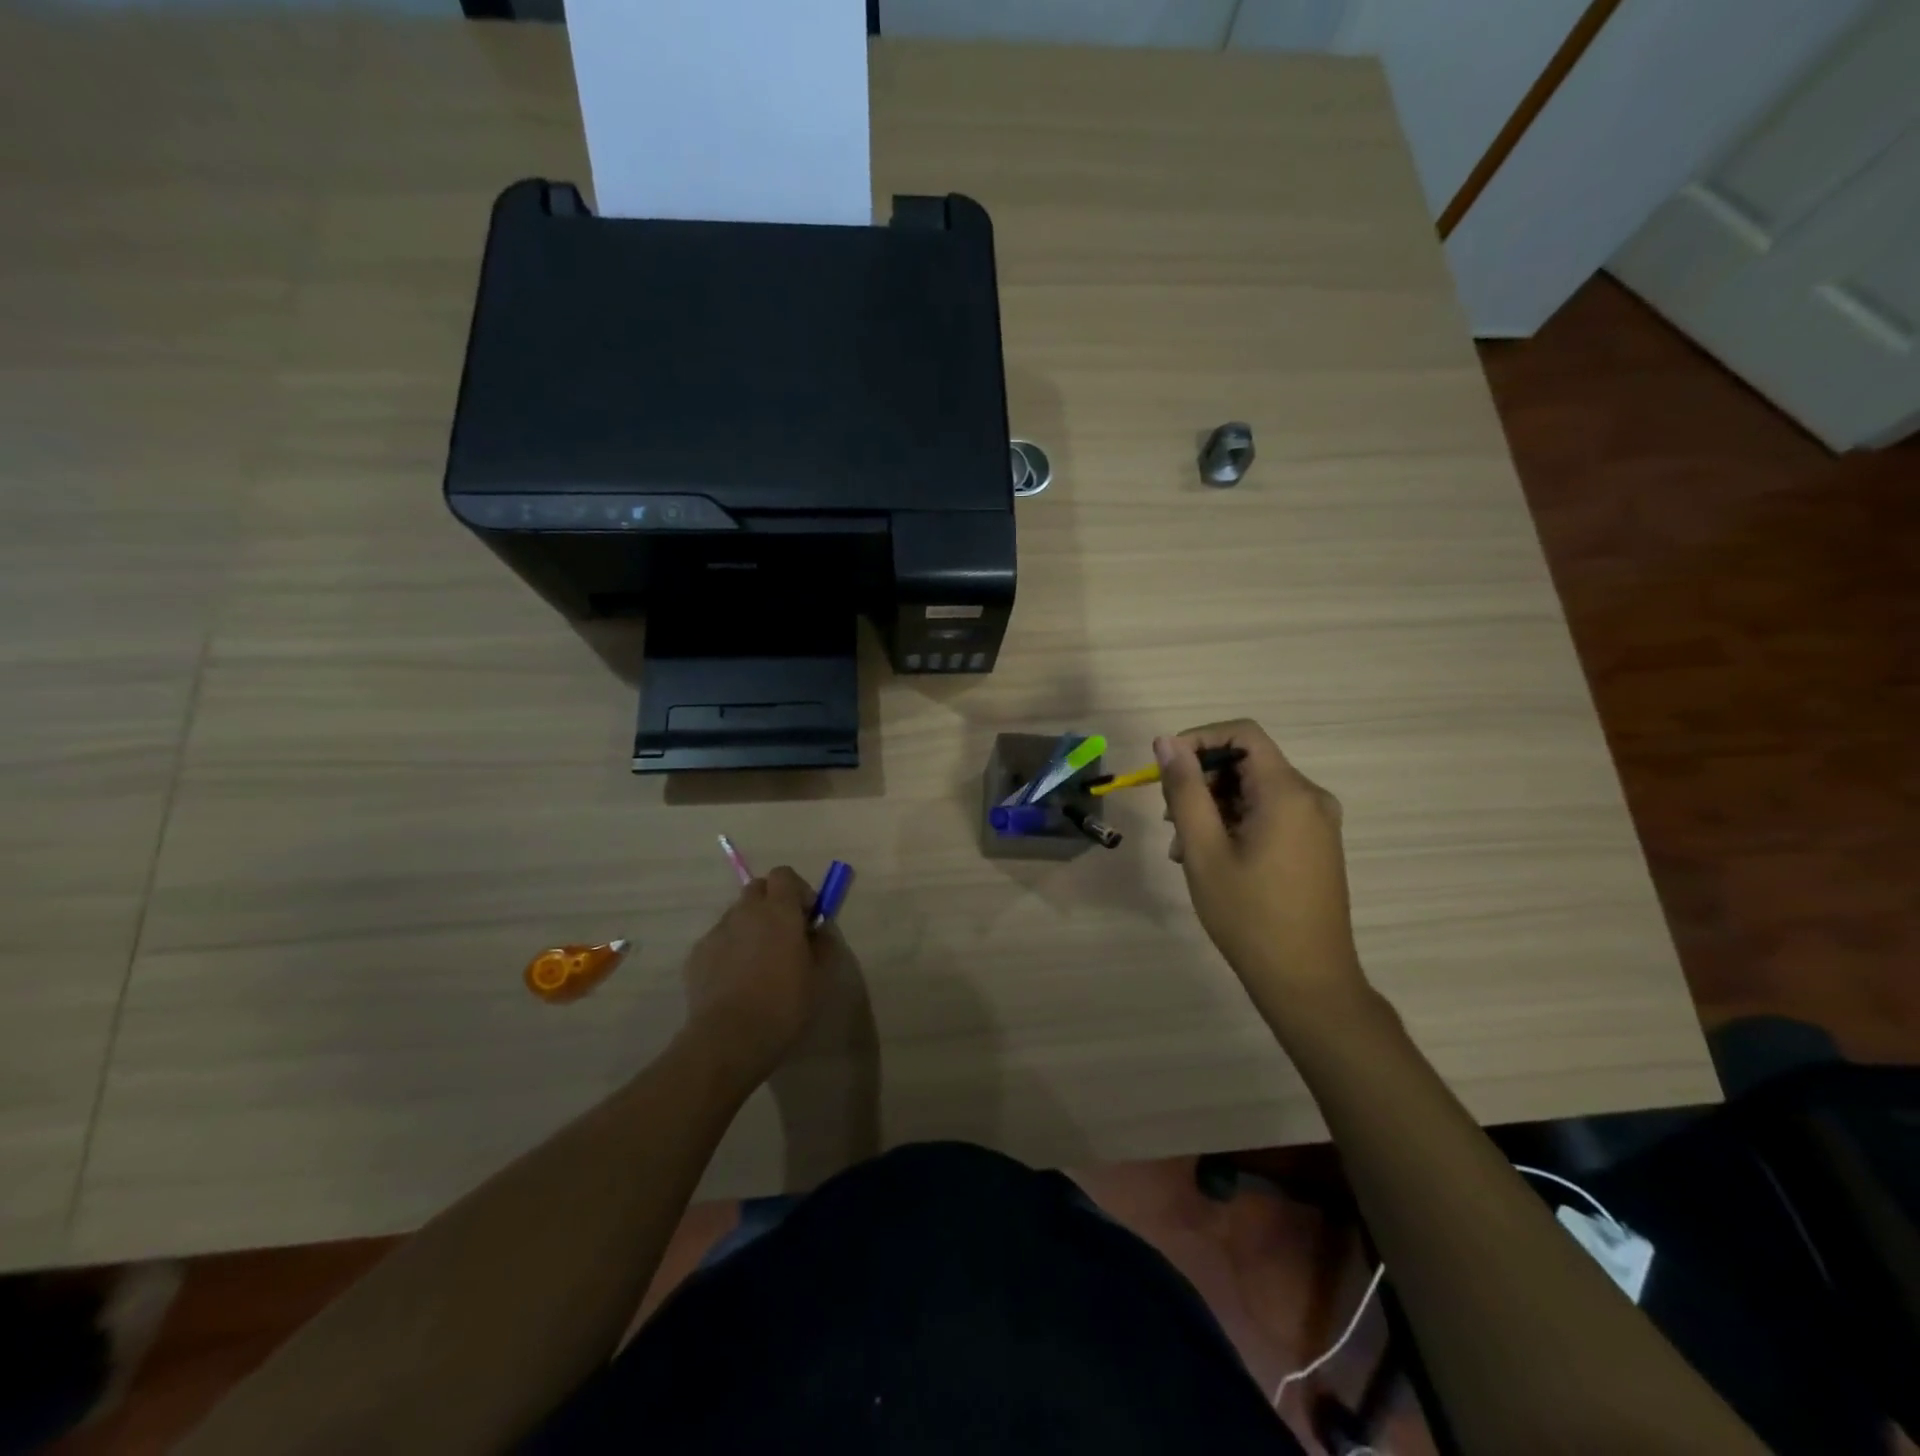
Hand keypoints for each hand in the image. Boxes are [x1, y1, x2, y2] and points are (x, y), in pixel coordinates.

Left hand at [682, 867, 835, 1082]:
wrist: (729, 1039)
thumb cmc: (783, 1005)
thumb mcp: (819, 977)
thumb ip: (822, 944)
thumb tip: (819, 929)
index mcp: (778, 911)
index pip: (784, 875)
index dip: (798, 890)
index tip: (807, 916)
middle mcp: (745, 912)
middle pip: (758, 888)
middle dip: (772, 902)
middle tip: (785, 933)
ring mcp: (717, 932)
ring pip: (737, 915)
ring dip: (751, 926)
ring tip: (759, 961)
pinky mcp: (696, 955)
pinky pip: (719, 940)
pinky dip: (730, 949)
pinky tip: (736, 980)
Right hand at [1157, 721, 1365, 1017]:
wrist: (1308, 982)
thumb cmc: (1249, 916)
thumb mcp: (1205, 850)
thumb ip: (1185, 789)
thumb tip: (1166, 742)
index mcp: (1287, 792)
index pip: (1242, 733)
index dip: (1198, 740)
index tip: (1166, 771)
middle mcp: (1311, 797)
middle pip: (1247, 762)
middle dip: (1201, 781)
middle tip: (1170, 821)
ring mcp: (1318, 822)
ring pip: (1254, 790)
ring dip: (1214, 807)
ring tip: (1184, 850)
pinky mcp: (1316, 844)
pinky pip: (1269, 813)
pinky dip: (1236, 823)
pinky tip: (1212, 859)